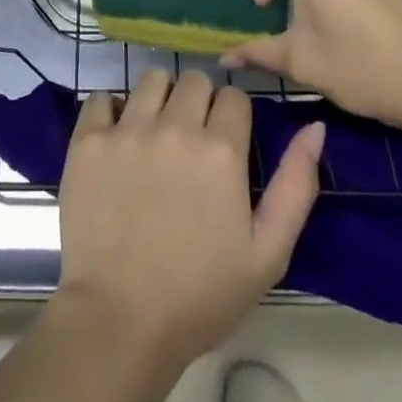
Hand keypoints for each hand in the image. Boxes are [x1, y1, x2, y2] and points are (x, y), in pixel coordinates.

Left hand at [54, 69, 323, 368]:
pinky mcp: (88, 140)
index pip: (234, 97)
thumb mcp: (268, 253)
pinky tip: (116, 140)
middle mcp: (174, 126)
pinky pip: (101, 98)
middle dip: (199, 102)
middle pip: (194, 80)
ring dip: (159, 99)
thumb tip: (314, 127)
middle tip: (191, 141)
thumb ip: (296, 185)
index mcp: (220, 150)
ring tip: (155, 135)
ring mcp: (126, 130)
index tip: (226, 144)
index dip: (233, 118)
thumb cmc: (201, 295)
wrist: (120, 321)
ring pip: (151, 79)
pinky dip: (111, 111)